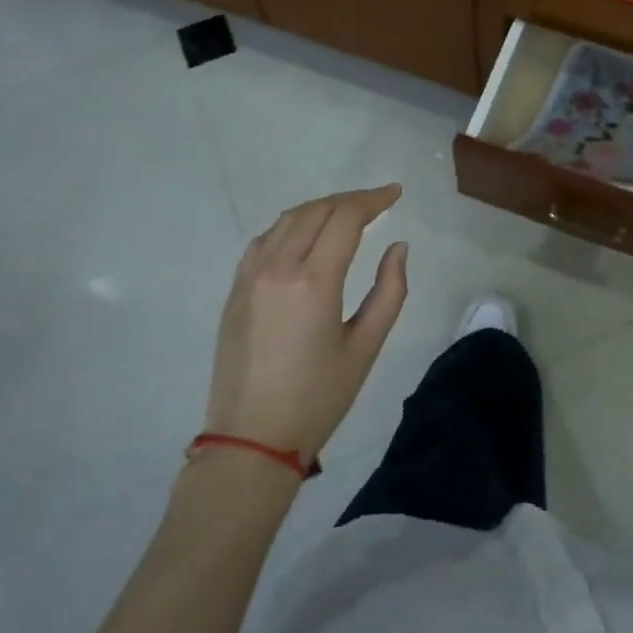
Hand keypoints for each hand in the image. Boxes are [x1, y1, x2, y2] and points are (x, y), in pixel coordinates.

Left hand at [203, 184, 408, 466]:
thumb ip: (389, 291)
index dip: (373, 199)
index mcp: (314, 281)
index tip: (395, 193)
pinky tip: (305, 236)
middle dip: (350, 200)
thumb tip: (397, 247)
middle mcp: (277, 267)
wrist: (251, 439)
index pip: (345, 217)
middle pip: (316, 210)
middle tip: (377, 202)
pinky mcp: (234, 290)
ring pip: (287, 220)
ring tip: (346, 214)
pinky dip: (291, 226)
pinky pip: (264, 240)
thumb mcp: (366, 347)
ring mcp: (249, 276)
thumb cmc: (318, 397)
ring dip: (320, 208)